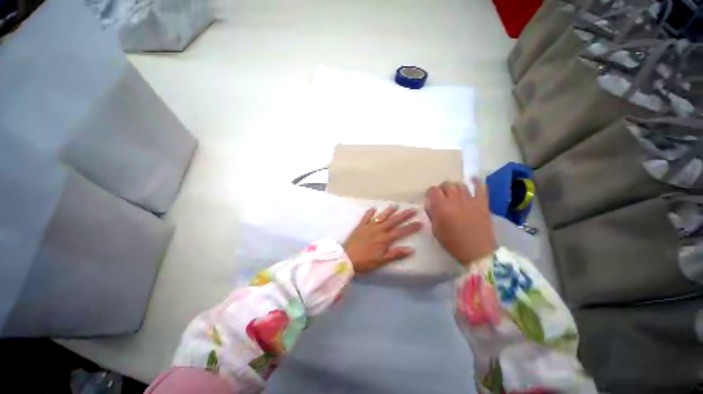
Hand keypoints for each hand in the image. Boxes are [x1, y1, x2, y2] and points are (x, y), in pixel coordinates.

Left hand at [343, 206, 422, 273]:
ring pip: (381, 217)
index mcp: (385, 239)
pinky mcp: (360, 226)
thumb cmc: (365, 262)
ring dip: (388, 211)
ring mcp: (369, 227)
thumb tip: (411, 249)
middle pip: (393, 221)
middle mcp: (378, 230)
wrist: (347, 258)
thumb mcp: (382, 261)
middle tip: (412, 209)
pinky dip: (369, 213)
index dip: (411, 227)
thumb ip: (396, 254)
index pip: (401, 231)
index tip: (420, 222)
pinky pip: (366, 218)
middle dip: (403, 215)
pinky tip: (373, 208)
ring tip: (395, 205)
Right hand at [425, 179, 496, 266]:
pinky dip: (477, 183)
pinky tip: (473, 181)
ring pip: (460, 185)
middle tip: (442, 197)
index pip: (433, 190)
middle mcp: (455, 200)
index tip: (430, 198)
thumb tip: (430, 205)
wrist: (478, 252)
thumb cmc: (453, 243)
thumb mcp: (436, 230)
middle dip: (442, 189)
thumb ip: (432, 215)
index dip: (430, 193)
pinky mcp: (483, 203)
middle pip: (446, 184)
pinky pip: (481, 188)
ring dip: (455, 187)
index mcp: (441, 207)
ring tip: (454, 194)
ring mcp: (470, 200)